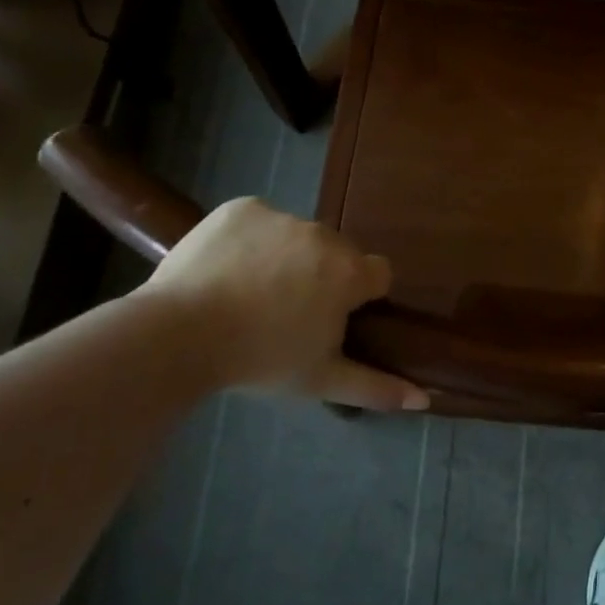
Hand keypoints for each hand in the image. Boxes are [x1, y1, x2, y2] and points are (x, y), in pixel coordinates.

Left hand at [134, 198, 428, 411]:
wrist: (179, 334)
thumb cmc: (260, 359)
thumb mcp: (321, 381)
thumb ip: (377, 387)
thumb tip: (425, 397)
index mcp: (349, 272)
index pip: (379, 273)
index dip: (361, 295)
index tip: (333, 317)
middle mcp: (324, 235)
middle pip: (338, 253)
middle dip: (323, 275)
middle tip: (288, 311)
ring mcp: (281, 216)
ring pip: (298, 236)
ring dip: (288, 257)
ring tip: (251, 292)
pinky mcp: (242, 207)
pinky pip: (260, 221)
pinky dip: (251, 240)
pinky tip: (228, 269)